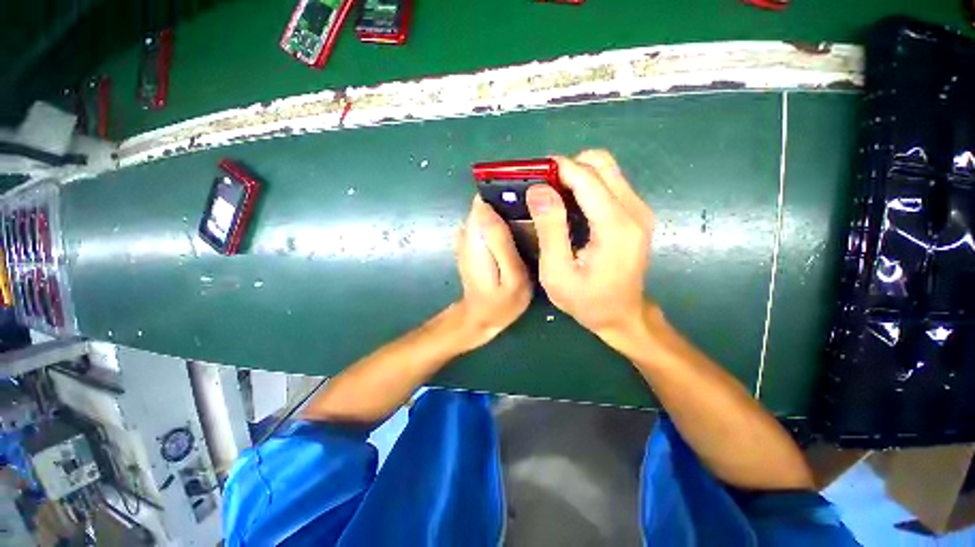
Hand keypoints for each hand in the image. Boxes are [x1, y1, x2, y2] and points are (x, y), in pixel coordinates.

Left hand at [453, 196, 531, 350]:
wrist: (482, 316)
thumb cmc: (501, 302)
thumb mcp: (511, 276)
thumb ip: (501, 243)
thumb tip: (490, 208)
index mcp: (475, 236)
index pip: (484, 198)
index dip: (507, 191)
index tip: (531, 193)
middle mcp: (467, 231)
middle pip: (489, 201)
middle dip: (512, 200)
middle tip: (538, 210)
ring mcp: (468, 236)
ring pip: (490, 210)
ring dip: (510, 210)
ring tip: (533, 220)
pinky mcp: (473, 241)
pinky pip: (490, 221)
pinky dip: (505, 221)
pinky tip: (521, 231)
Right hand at [526, 150, 653, 346]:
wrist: (621, 315)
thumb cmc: (586, 300)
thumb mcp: (557, 272)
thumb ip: (549, 229)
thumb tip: (538, 190)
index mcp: (615, 226)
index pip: (587, 177)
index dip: (558, 168)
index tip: (532, 172)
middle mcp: (634, 211)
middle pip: (602, 163)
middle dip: (568, 167)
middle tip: (543, 187)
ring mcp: (639, 210)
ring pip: (607, 170)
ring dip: (577, 174)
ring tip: (554, 196)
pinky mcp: (636, 214)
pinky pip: (610, 184)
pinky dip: (587, 185)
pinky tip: (571, 205)